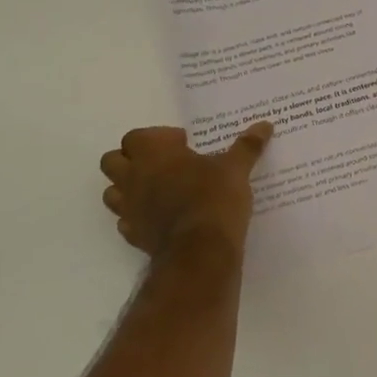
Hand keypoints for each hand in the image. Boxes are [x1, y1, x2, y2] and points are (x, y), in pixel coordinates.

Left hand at [99, 123, 272, 260]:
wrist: (201, 252)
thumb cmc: (214, 198)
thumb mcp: (236, 168)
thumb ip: (247, 146)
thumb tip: (265, 125)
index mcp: (153, 155)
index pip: (135, 136)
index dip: (156, 137)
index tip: (183, 144)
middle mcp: (133, 178)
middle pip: (112, 161)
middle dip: (131, 159)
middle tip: (163, 163)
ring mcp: (130, 209)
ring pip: (112, 192)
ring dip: (128, 188)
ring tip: (158, 189)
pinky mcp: (134, 235)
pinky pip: (125, 221)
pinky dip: (137, 216)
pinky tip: (159, 217)